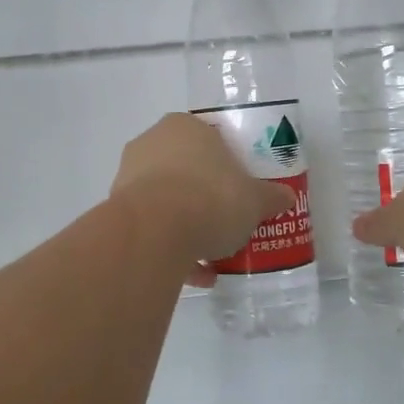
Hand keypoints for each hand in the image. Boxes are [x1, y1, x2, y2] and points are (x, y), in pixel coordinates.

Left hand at [112, 114, 296, 287]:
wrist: (155, 232)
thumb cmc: (210, 198)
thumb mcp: (254, 199)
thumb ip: (270, 197)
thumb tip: (286, 197)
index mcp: (184, 127)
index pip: (209, 138)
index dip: (226, 164)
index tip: (239, 189)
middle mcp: (150, 144)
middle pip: (185, 170)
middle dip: (204, 196)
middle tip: (227, 220)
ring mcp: (129, 177)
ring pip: (166, 200)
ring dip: (187, 226)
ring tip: (213, 256)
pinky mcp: (116, 211)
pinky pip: (151, 228)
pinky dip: (172, 248)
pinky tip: (196, 275)